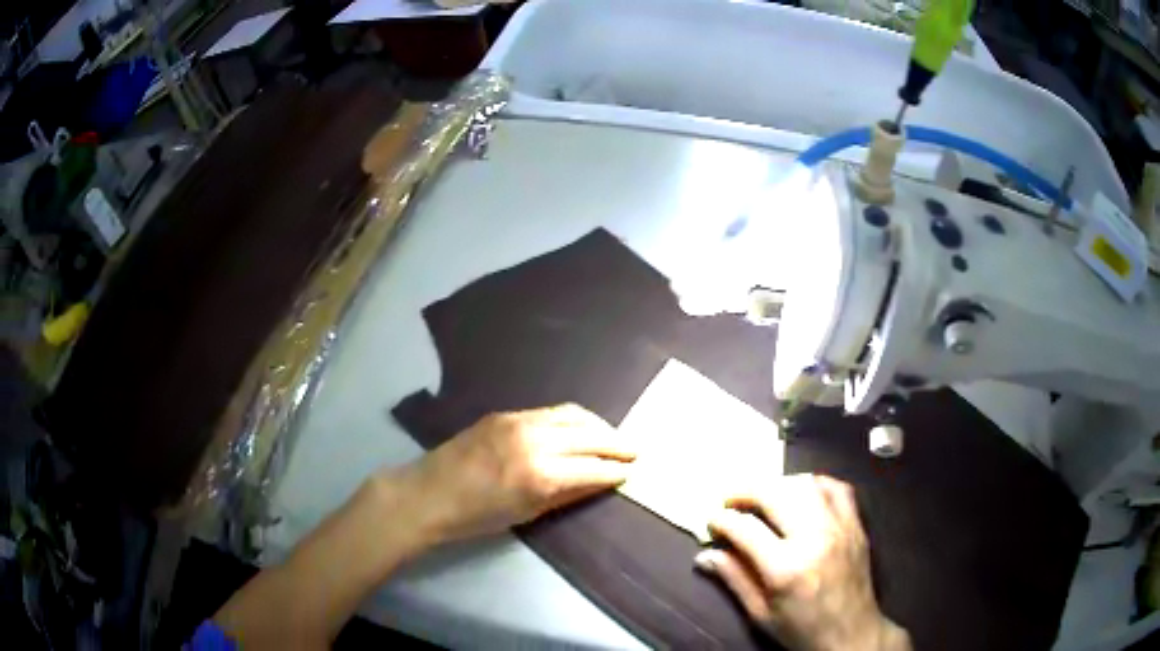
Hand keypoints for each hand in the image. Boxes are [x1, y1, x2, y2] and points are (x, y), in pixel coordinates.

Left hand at [393, 404, 635, 543]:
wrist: (429, 494)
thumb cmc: (476, 516)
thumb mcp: (527, 513)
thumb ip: (568, 493)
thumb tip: (601, 481)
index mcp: (540, 474)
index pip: (592, 467)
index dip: (616, 470)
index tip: (633, 471)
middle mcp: (534, 440)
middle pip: (589, 435)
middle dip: (616, 443)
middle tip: (635, 450)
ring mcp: (518, 421)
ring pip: (572, 415)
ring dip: (597, 425)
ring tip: (612, 436)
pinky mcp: (505, 413)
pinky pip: (550, 411)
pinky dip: (572, 419)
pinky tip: (579, 429)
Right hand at [696, 474, 909, 650]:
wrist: (852, 632)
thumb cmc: (801, 629)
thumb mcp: (760, 614)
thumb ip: (734, 579)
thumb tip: (705, 556)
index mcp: (786, 568)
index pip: (746, 528)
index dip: (722, 520)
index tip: (711, 521)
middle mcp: (814, 538)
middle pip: (776, 494)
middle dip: (746, 491)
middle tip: (730, 500)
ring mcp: (840, 527)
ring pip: (806, 484)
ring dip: (779, 483)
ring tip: (763, 495)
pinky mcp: (856, 524)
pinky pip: (837, 488)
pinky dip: (815, 483)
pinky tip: (802, 492)